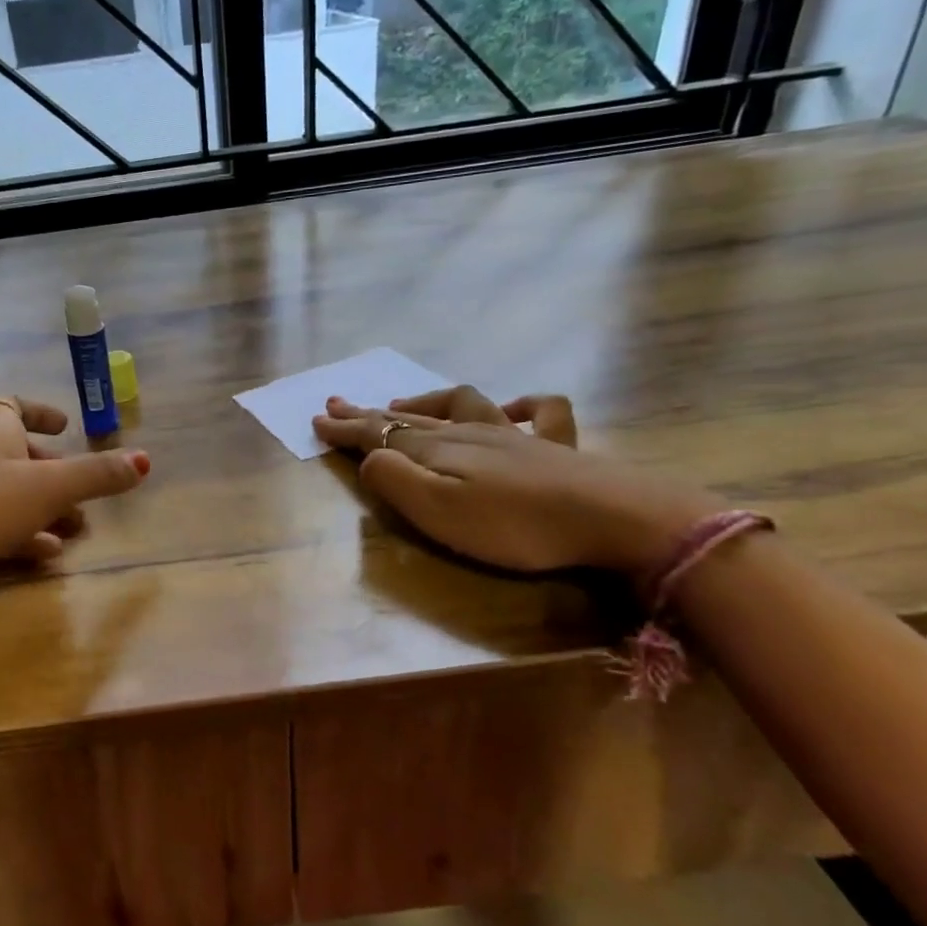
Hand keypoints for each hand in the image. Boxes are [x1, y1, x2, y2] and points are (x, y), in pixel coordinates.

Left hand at [0, 397, 149, 602]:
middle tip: (82, 494)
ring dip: (41, 510)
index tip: (65, 424)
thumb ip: (94, 475)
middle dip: (52, 473)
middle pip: (15, 455)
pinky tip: (43, 555)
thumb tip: (143, 459)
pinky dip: (20, 536)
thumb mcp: (45, 489)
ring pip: (7, 495)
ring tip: (74, 530)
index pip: (11, 406)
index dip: (39, 411)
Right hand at [312, 389, 717, 582]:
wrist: (611, 518)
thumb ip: (395, 481)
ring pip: (457, 405)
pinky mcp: (553, 447)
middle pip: (408, 417)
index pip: (378, 436)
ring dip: (423, 400)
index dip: (345, 430)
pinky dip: (518, 405)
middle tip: (336, 405)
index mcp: (436, 451)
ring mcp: (512, 435)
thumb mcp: (438, 512)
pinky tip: (509, 408)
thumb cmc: (514, 525)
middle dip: (368, 413)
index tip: (315, 422)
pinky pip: (536, 411)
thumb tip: (370, 459)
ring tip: (399, 402)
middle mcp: (467, 434)